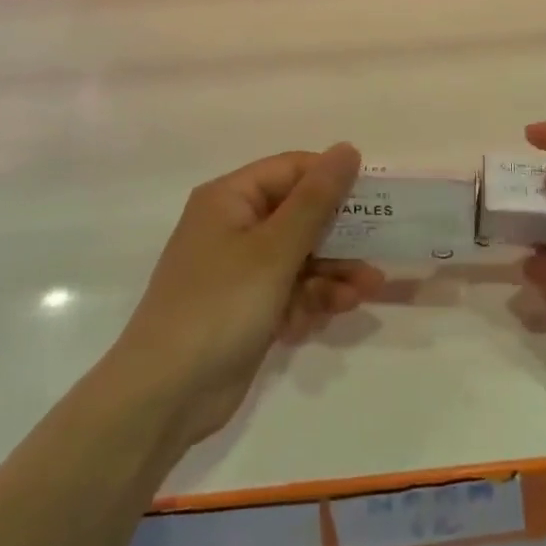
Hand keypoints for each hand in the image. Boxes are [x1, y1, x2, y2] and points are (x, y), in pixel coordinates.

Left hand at [108, 144, 380, 447]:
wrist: (165, 396)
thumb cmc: (220, 306)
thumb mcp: (274, 249)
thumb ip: (316, 199)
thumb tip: (348, 148)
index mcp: (231, 199)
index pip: (293, 170)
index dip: (334, 179)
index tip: (377, 198)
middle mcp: (234, 227)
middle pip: (300, 215)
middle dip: (341, 235)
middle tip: (381, 247)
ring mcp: (240, 271)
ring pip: (301, 257)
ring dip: (333, 272)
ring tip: (366, 291)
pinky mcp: (247, 308)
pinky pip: (290, 291)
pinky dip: (310, 301)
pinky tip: (328, 317)